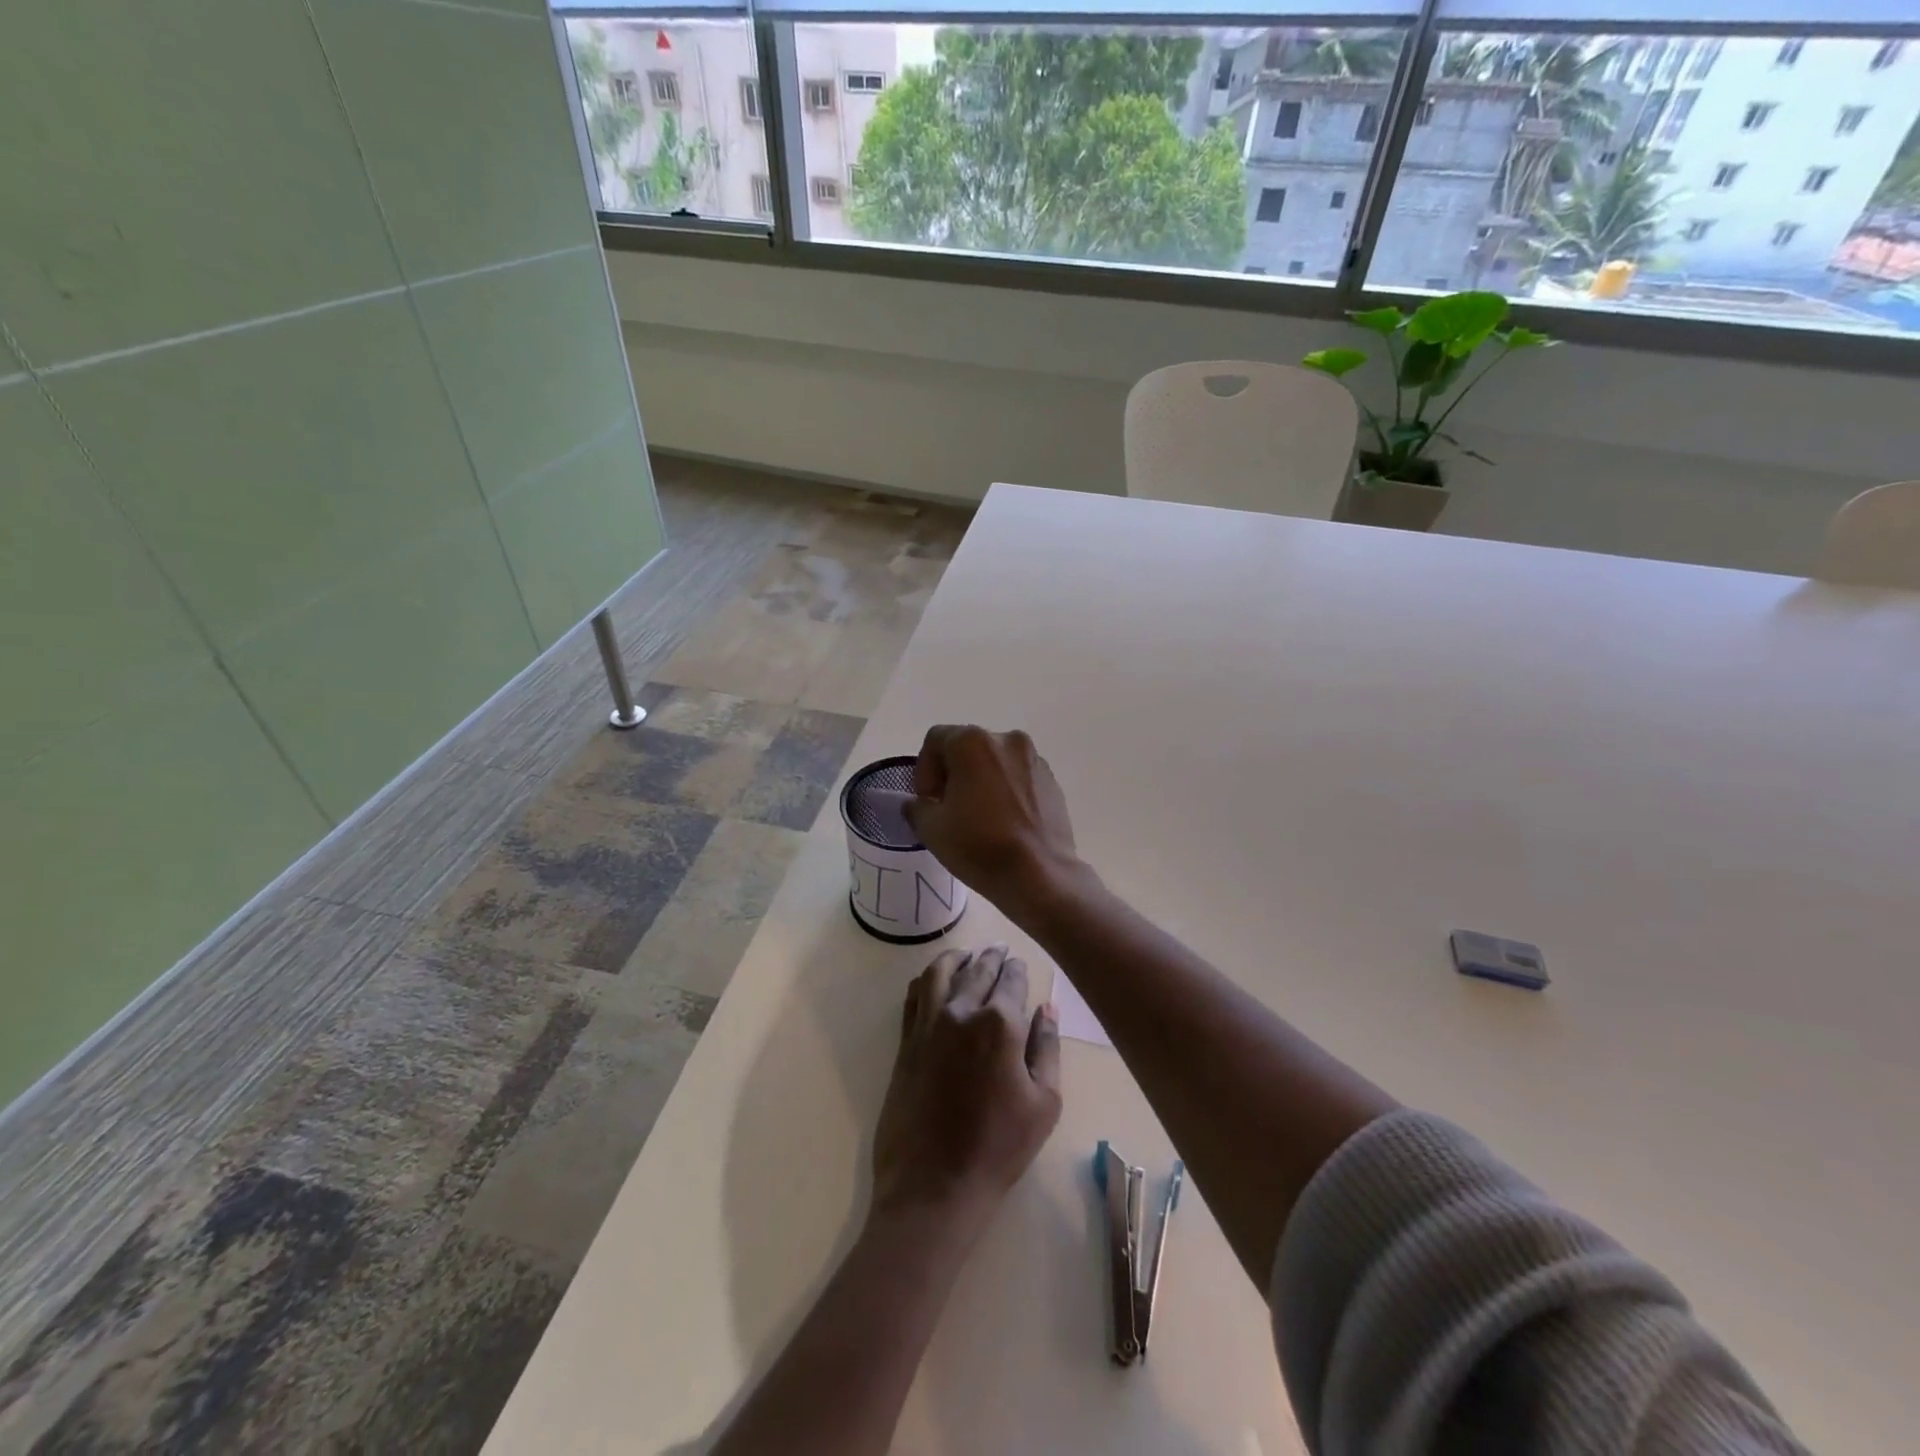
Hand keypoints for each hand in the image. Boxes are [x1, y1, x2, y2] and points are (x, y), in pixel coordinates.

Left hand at [872, 947, 1061, 1230]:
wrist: (934, 1184)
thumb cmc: (999, 1148)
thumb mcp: (1044, 1102)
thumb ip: (1047, 1047)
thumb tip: (1046, 1007)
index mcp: (1000, 1023)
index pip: (1011, 981)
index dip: (1018, 969)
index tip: (1020, 963)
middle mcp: (961, 1011)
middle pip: (977, 970)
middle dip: (991, 956)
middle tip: (999, 948)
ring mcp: (927, 1024)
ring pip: (940, 973)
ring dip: (956, 958)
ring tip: (967, 954)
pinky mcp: (905, 1042)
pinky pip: (913, 996)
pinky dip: (925, 979)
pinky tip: (932, 980)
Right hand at [903, 726, 1081, 918]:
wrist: (1040, 875)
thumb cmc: (980, 846)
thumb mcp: (931, 829)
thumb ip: (916, 806)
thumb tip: (920, 803)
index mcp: (973, 742)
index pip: (936, 740)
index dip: (924, 769)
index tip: (928, 801)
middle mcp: (1007, 740)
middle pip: (967, 747)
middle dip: (952, 773)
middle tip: (948, 807)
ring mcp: (1034, 759)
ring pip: (995, 762)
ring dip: (981, 780)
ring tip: (978, 816)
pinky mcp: (1052, 781)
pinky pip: (1018, 777)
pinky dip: (1006, 790)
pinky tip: (1004, 821)